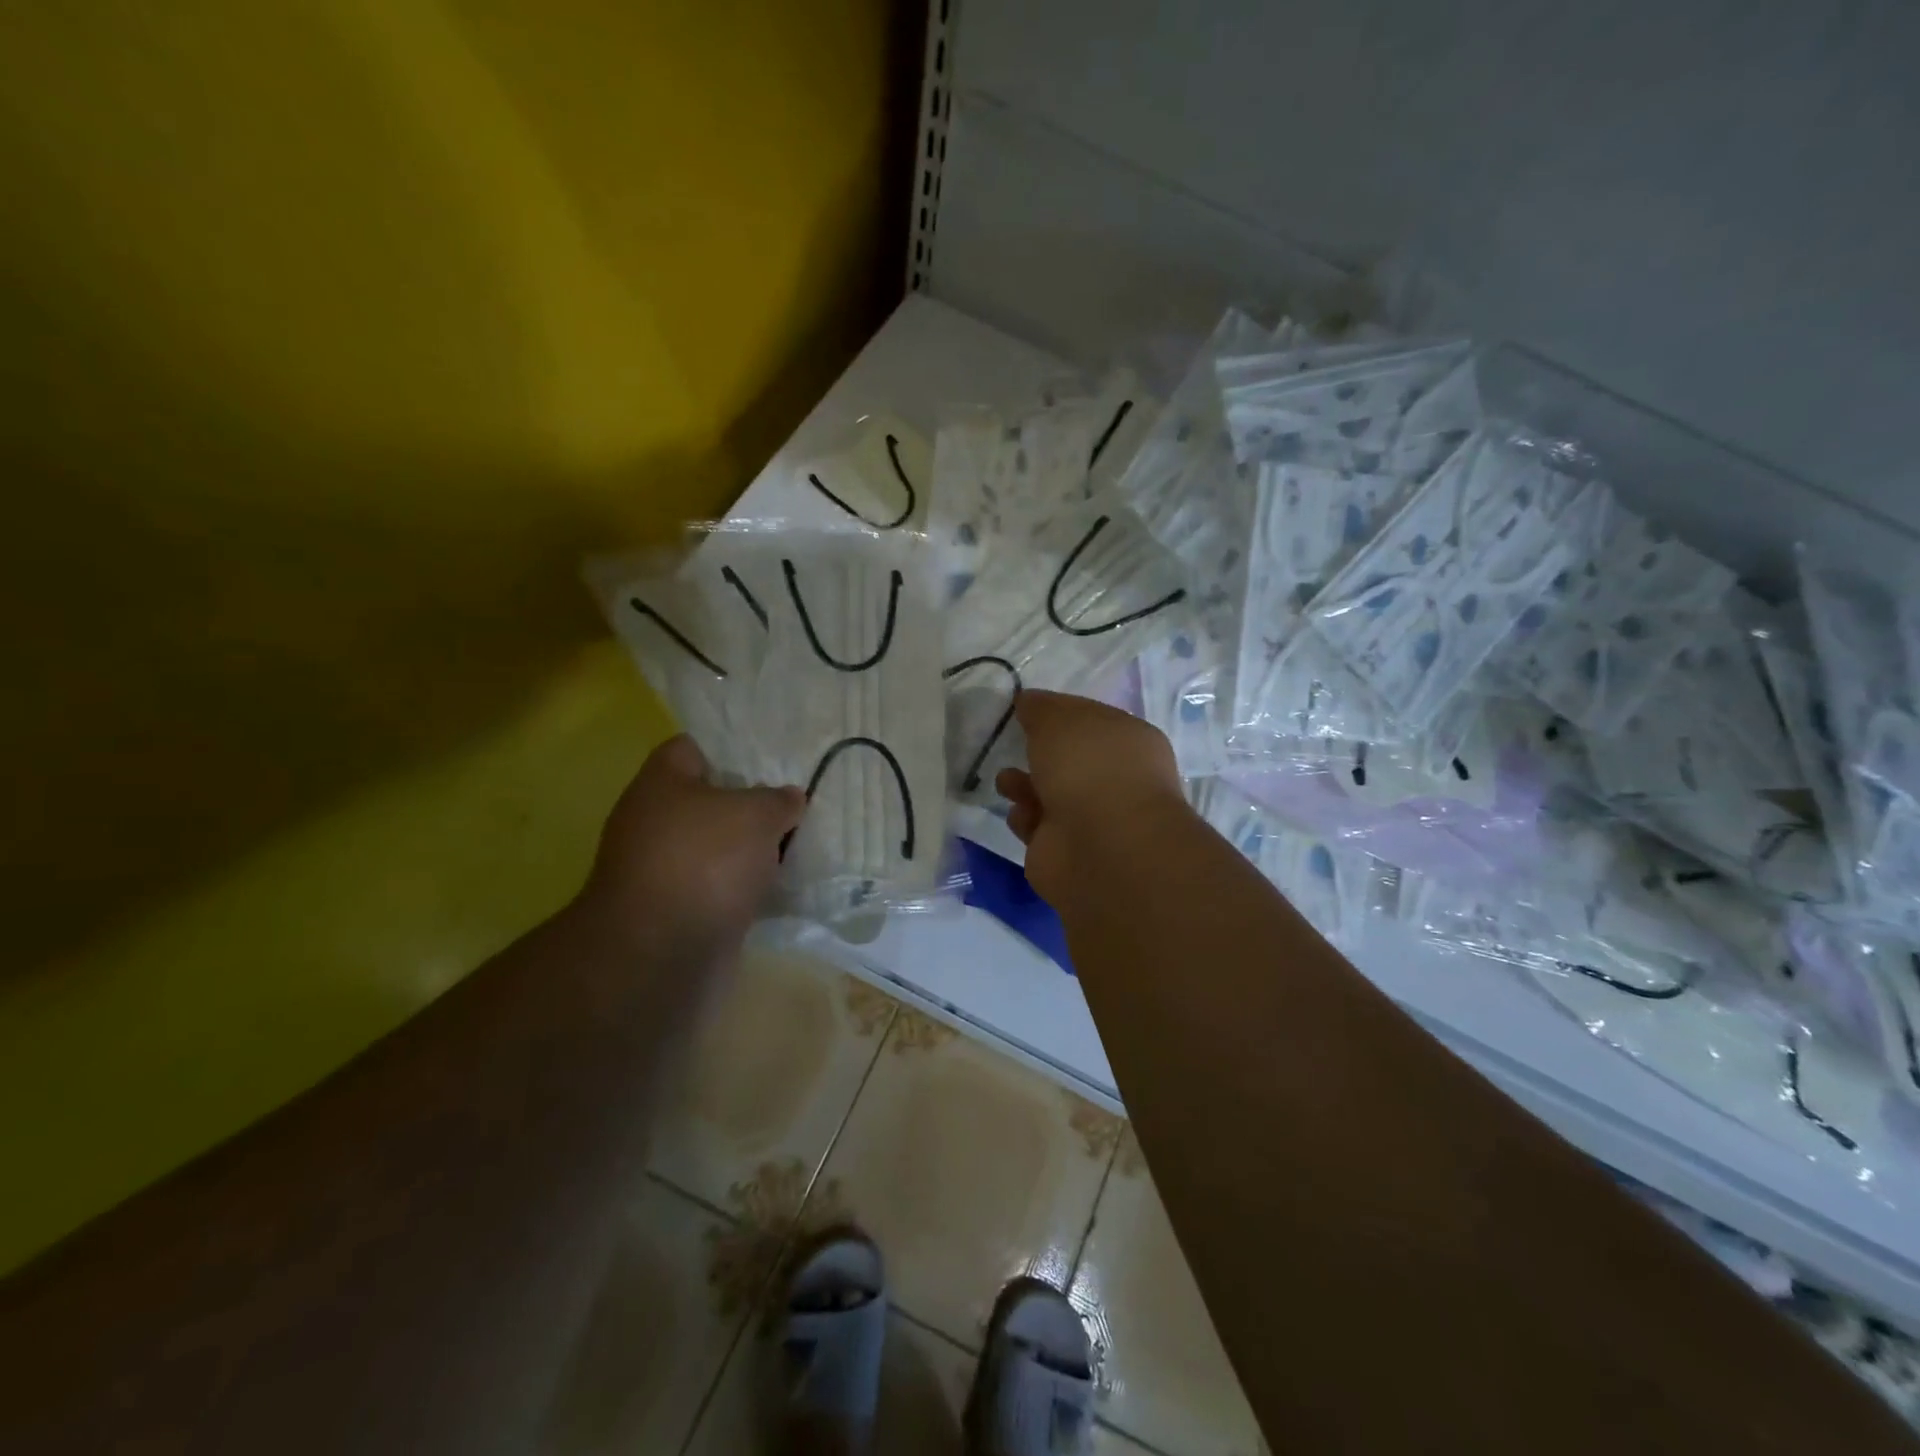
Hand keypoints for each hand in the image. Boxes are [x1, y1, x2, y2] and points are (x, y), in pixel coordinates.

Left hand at [578, 736, 804, 958]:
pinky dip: (743, 888)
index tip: (771, 761)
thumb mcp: (756, 814)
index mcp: (660, 784)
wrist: (662, 954)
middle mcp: (653, 823)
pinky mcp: (676, 911)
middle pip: (708, 801)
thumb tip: (789, 799)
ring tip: (798, 845)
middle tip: (793, 806)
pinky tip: (779, 887)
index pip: (692, 748)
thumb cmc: (705, 861)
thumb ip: (778, 800)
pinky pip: (718, 887)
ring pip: (716, 848)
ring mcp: (662, 870)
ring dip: (750, 850)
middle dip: (750, 804)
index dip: (731, 750)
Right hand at [995, 690, 1187, 907]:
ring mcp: (1092, 818)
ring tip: (1008, 782)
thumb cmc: (1089, 768)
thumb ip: (1041, 708)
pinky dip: (1024, 818)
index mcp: (1128, 741)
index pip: (1090, 720)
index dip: (1057, 713)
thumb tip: (1028, 702)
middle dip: (1038, 751)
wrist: (1099, 846)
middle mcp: (1115, 779)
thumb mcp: (1060, 719)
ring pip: (1048, 793)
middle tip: (1013, 743)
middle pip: (1067, 759)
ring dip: (1023, 784)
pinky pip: (1036, 826)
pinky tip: (1023, 815)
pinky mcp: (1064, 850)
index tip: (1025, 709)